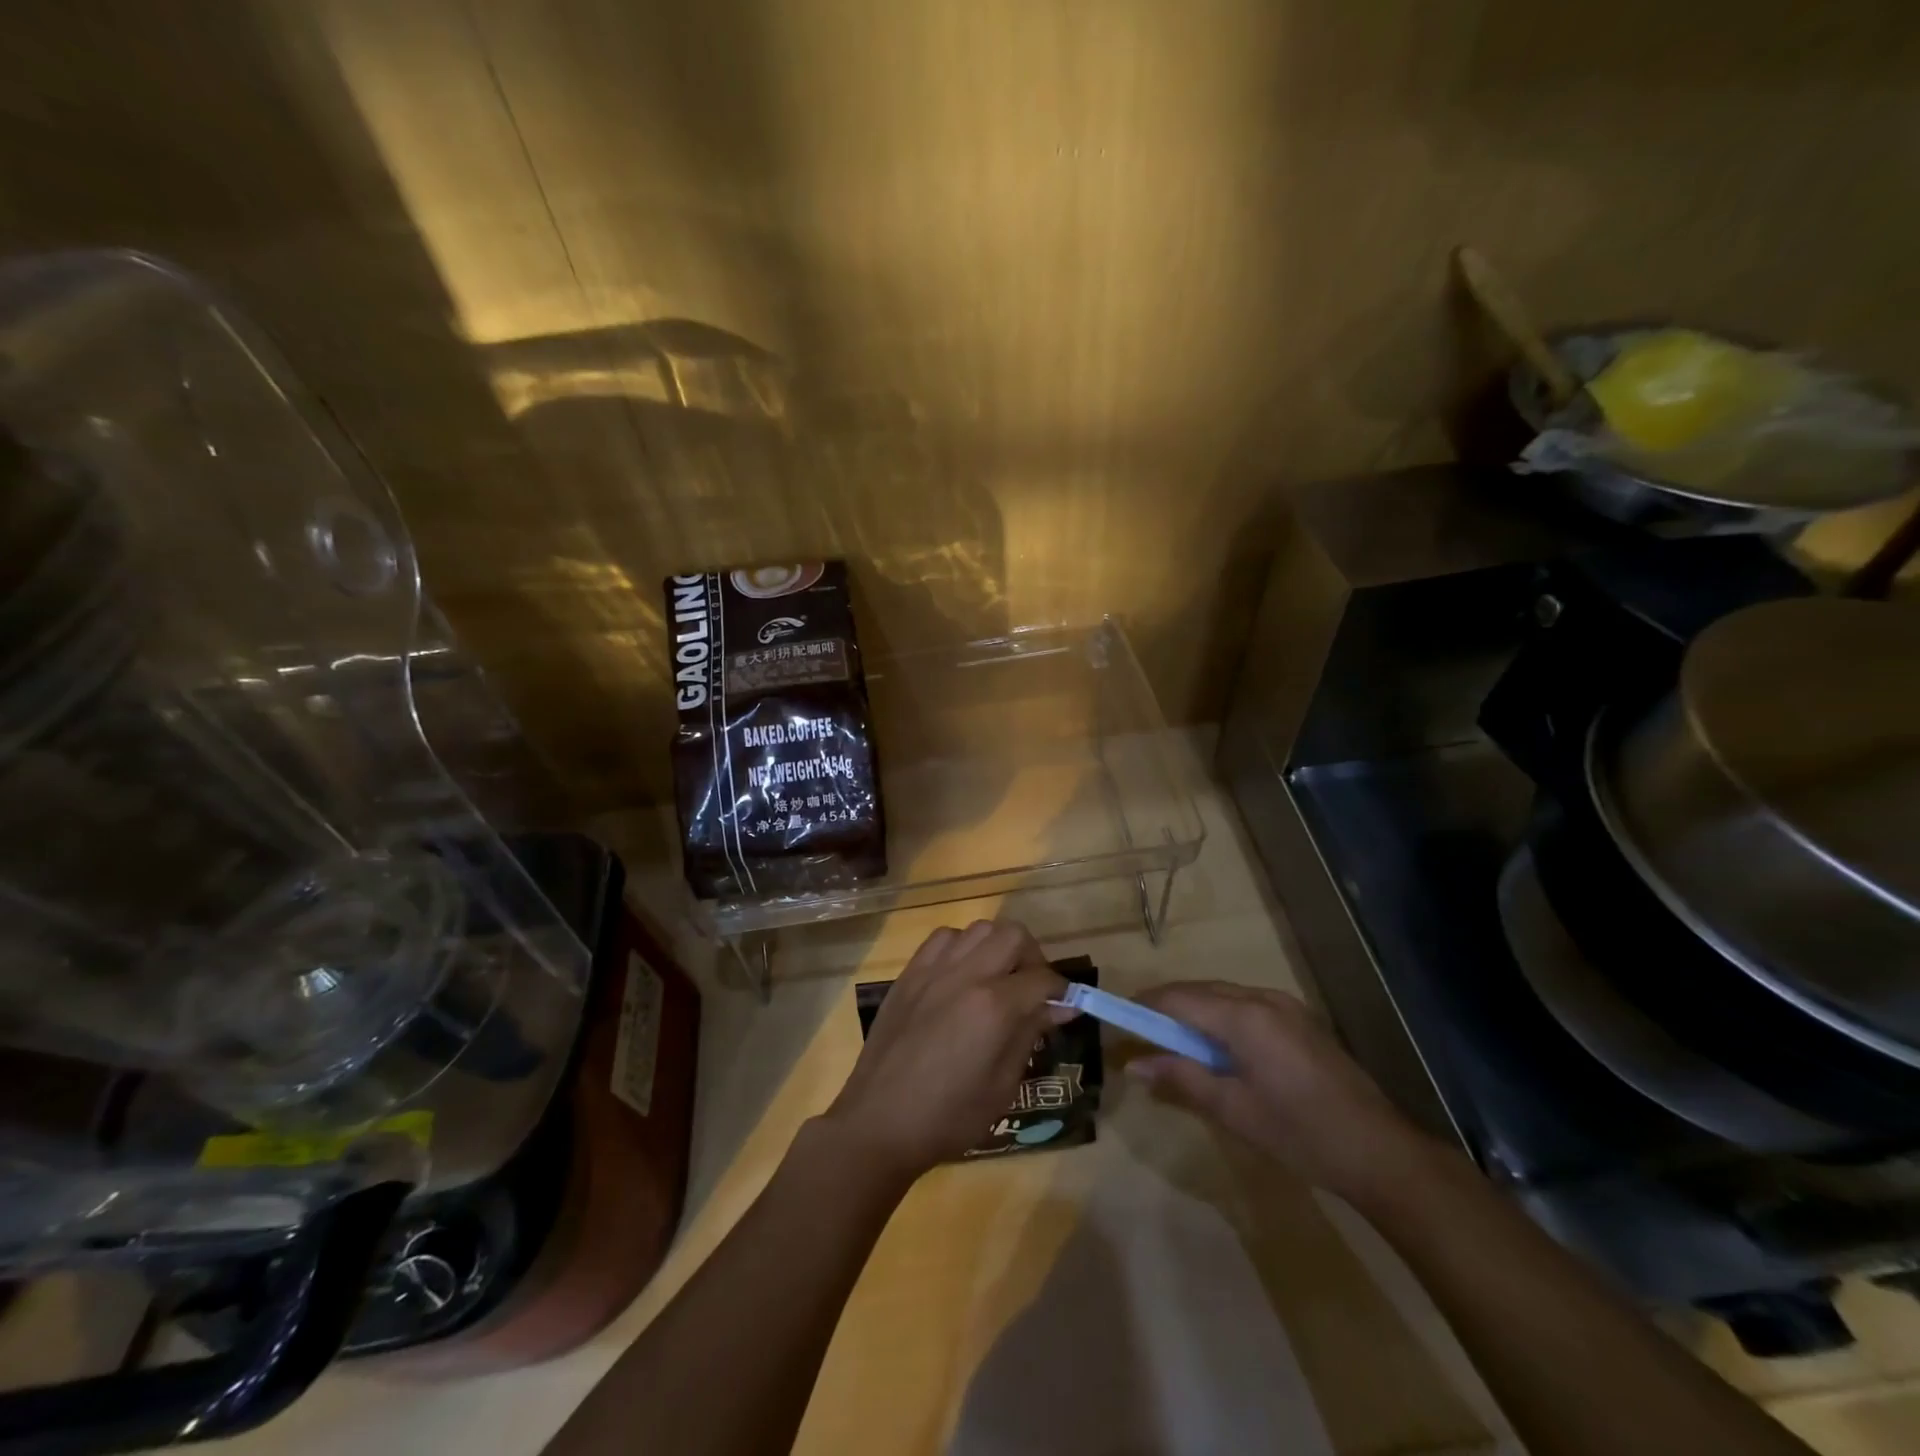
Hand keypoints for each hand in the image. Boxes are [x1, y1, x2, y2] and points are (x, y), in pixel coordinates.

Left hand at [824, 920, 1067, 1180]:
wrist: (879, 1121)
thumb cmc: (949, 1117)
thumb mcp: (1002, 1085)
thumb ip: (1030, 1035)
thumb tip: (1061, 1007)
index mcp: (994, 1006)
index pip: (1043, 979)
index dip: (1062, 992)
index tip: (1065, 1007)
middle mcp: (966, 975)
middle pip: (1014, 935)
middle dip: (1032, 958)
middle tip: (1032, 990)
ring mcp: (934, 969)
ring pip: (979, 928)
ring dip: (997, 947)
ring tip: (997, 979)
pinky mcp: (910, 973)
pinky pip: (943, 938)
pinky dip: (961, 947)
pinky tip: (960, 975)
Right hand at [1129, 981, 1433, 1204]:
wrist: (1381, 1151)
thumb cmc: (1300, 1134)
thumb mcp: (1233, 1110)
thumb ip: (1181, 1079)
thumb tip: (1133, 1065)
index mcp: (1243, 1017)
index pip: (1178, 999)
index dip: (1144, 1006)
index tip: (1119, 1020)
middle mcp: (1262, 998)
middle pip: (1199, 991)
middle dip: (1166, 1007)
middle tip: (1141, 1035)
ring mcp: (1285, 1005)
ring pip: (1222, 995)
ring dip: (1193, 1011)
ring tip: (1173, 1043)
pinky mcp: (1299, 1018)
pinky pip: (1245, 1004)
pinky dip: (1220, 1016)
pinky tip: (1217, 1046)